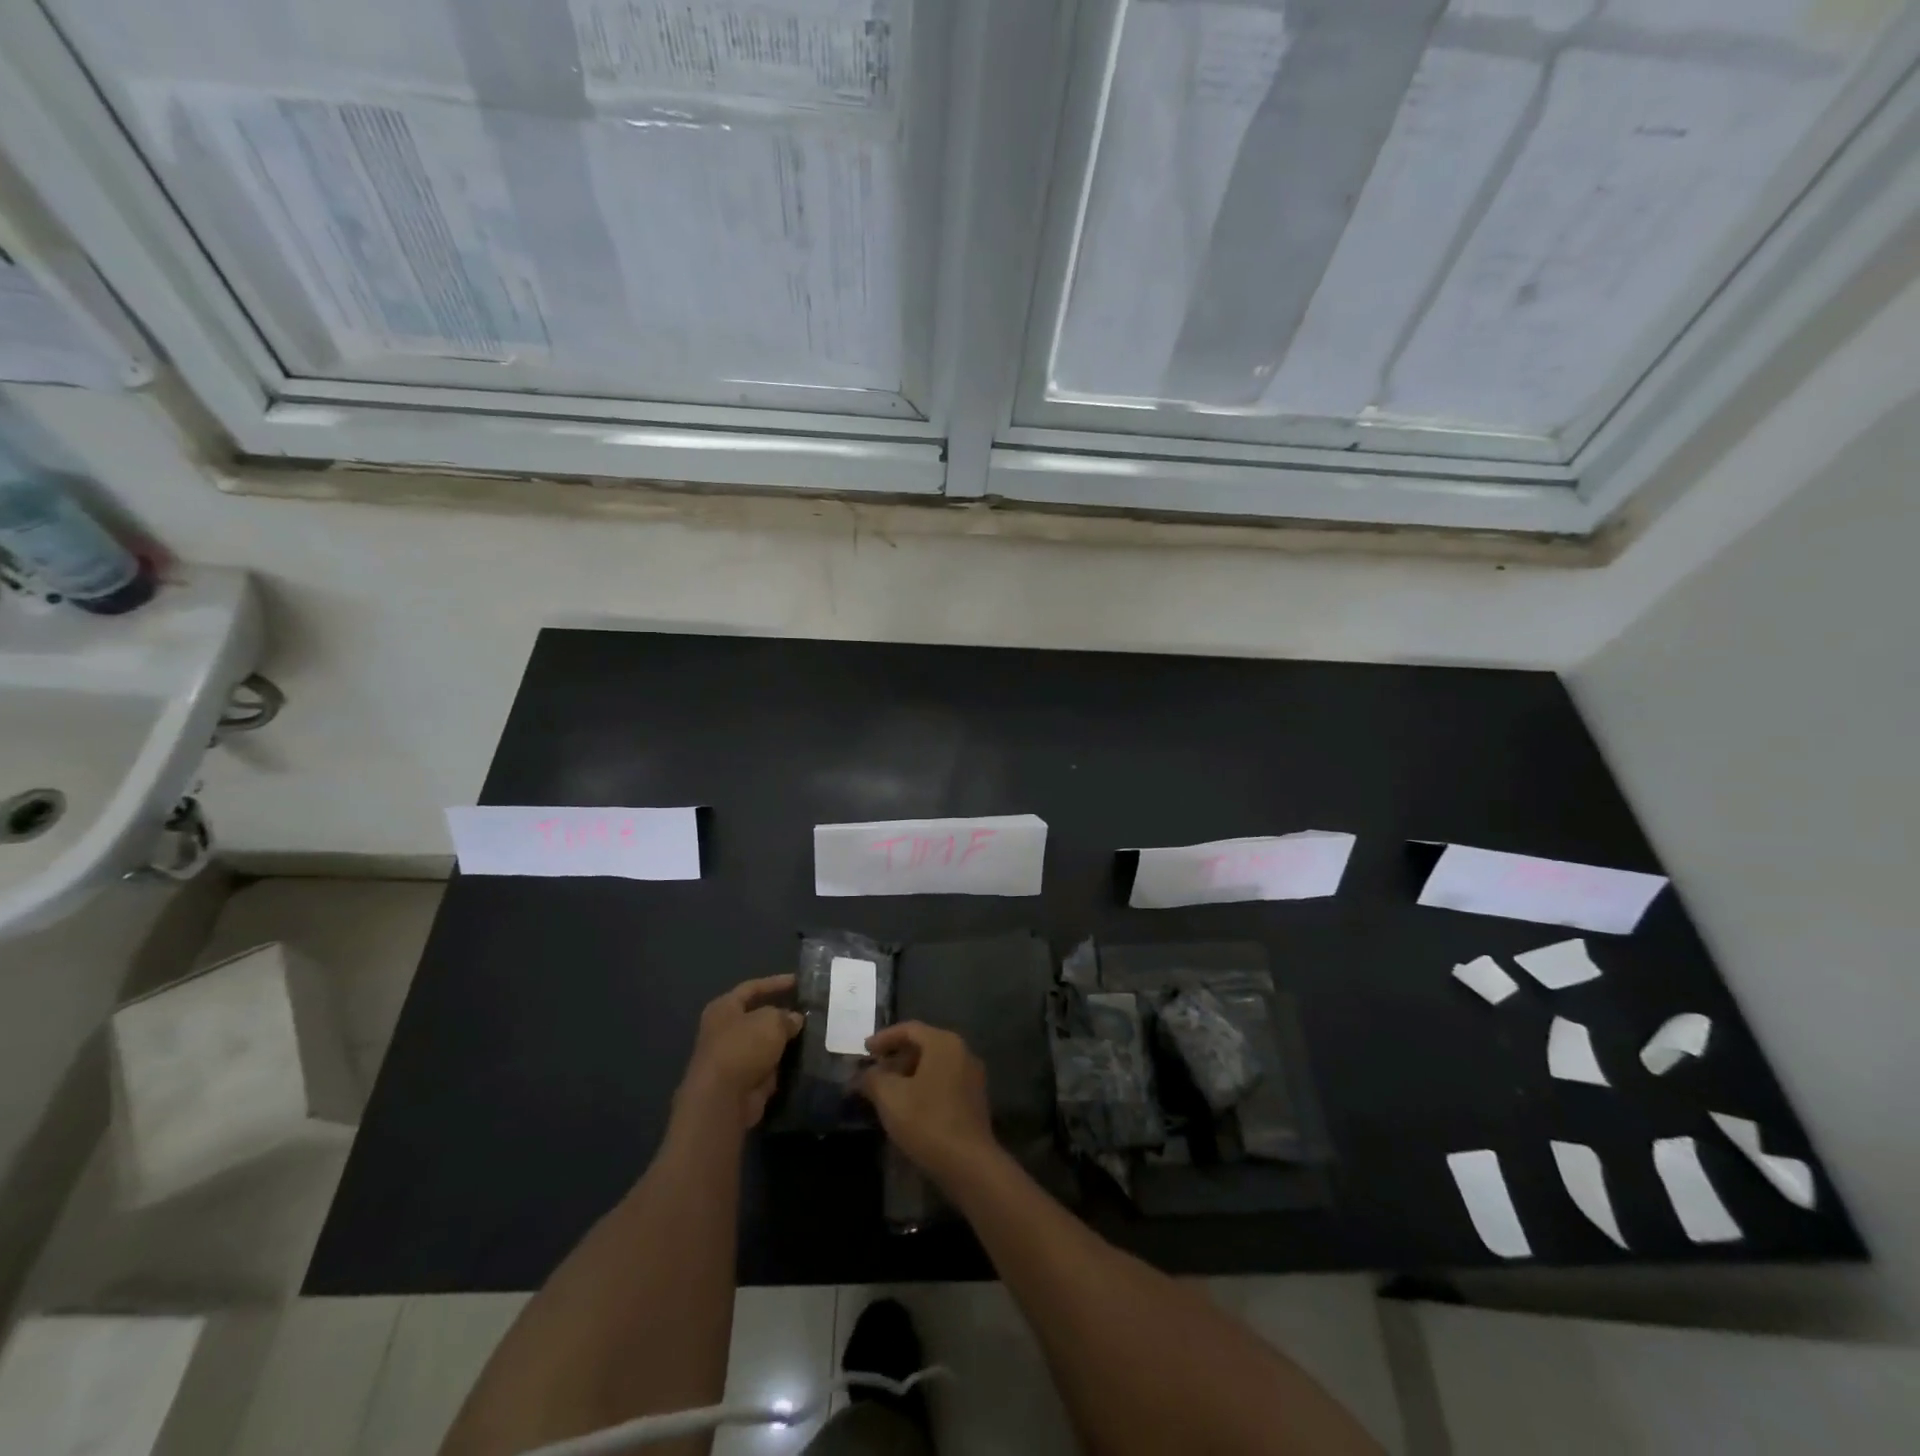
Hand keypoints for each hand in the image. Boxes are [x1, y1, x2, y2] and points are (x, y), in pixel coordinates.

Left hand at [677, 975, 803, 1130]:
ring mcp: (734, 1057)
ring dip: (785, 1040)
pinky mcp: (744, 1081)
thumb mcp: (770, 1021)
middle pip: (759, 1016)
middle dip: (783, 1014)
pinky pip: (769, 1065)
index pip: (753, 987)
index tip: (799, 981)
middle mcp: (725, 1030)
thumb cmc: (743, 1047)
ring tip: (814, 1032)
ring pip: (765, 1042)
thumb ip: (786, 1016)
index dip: (776, 982)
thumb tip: (795, 1020)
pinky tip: (805, 1057)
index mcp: (724, 1008)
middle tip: (810, 1010)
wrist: (723, 1099)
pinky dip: (784, 1062)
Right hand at [858, 1022, 996, 1184]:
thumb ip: (873, 1079)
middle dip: (896, 1057)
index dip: (884, 1038)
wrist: (969, 1164)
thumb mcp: (890, 1098)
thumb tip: (863, 1074)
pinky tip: (908, 1106)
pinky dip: (924, 1086)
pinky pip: (944, 1081)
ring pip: (934, 1065)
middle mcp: (962, 1052)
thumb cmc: (927, 1122)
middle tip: (874, 1072)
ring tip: (887, 1091)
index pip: (910, 1029)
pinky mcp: (975, 1099)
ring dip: (909, 1073)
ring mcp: (972, 1076)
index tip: (865, 1050)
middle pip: (923, 1045)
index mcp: (944, 1043)